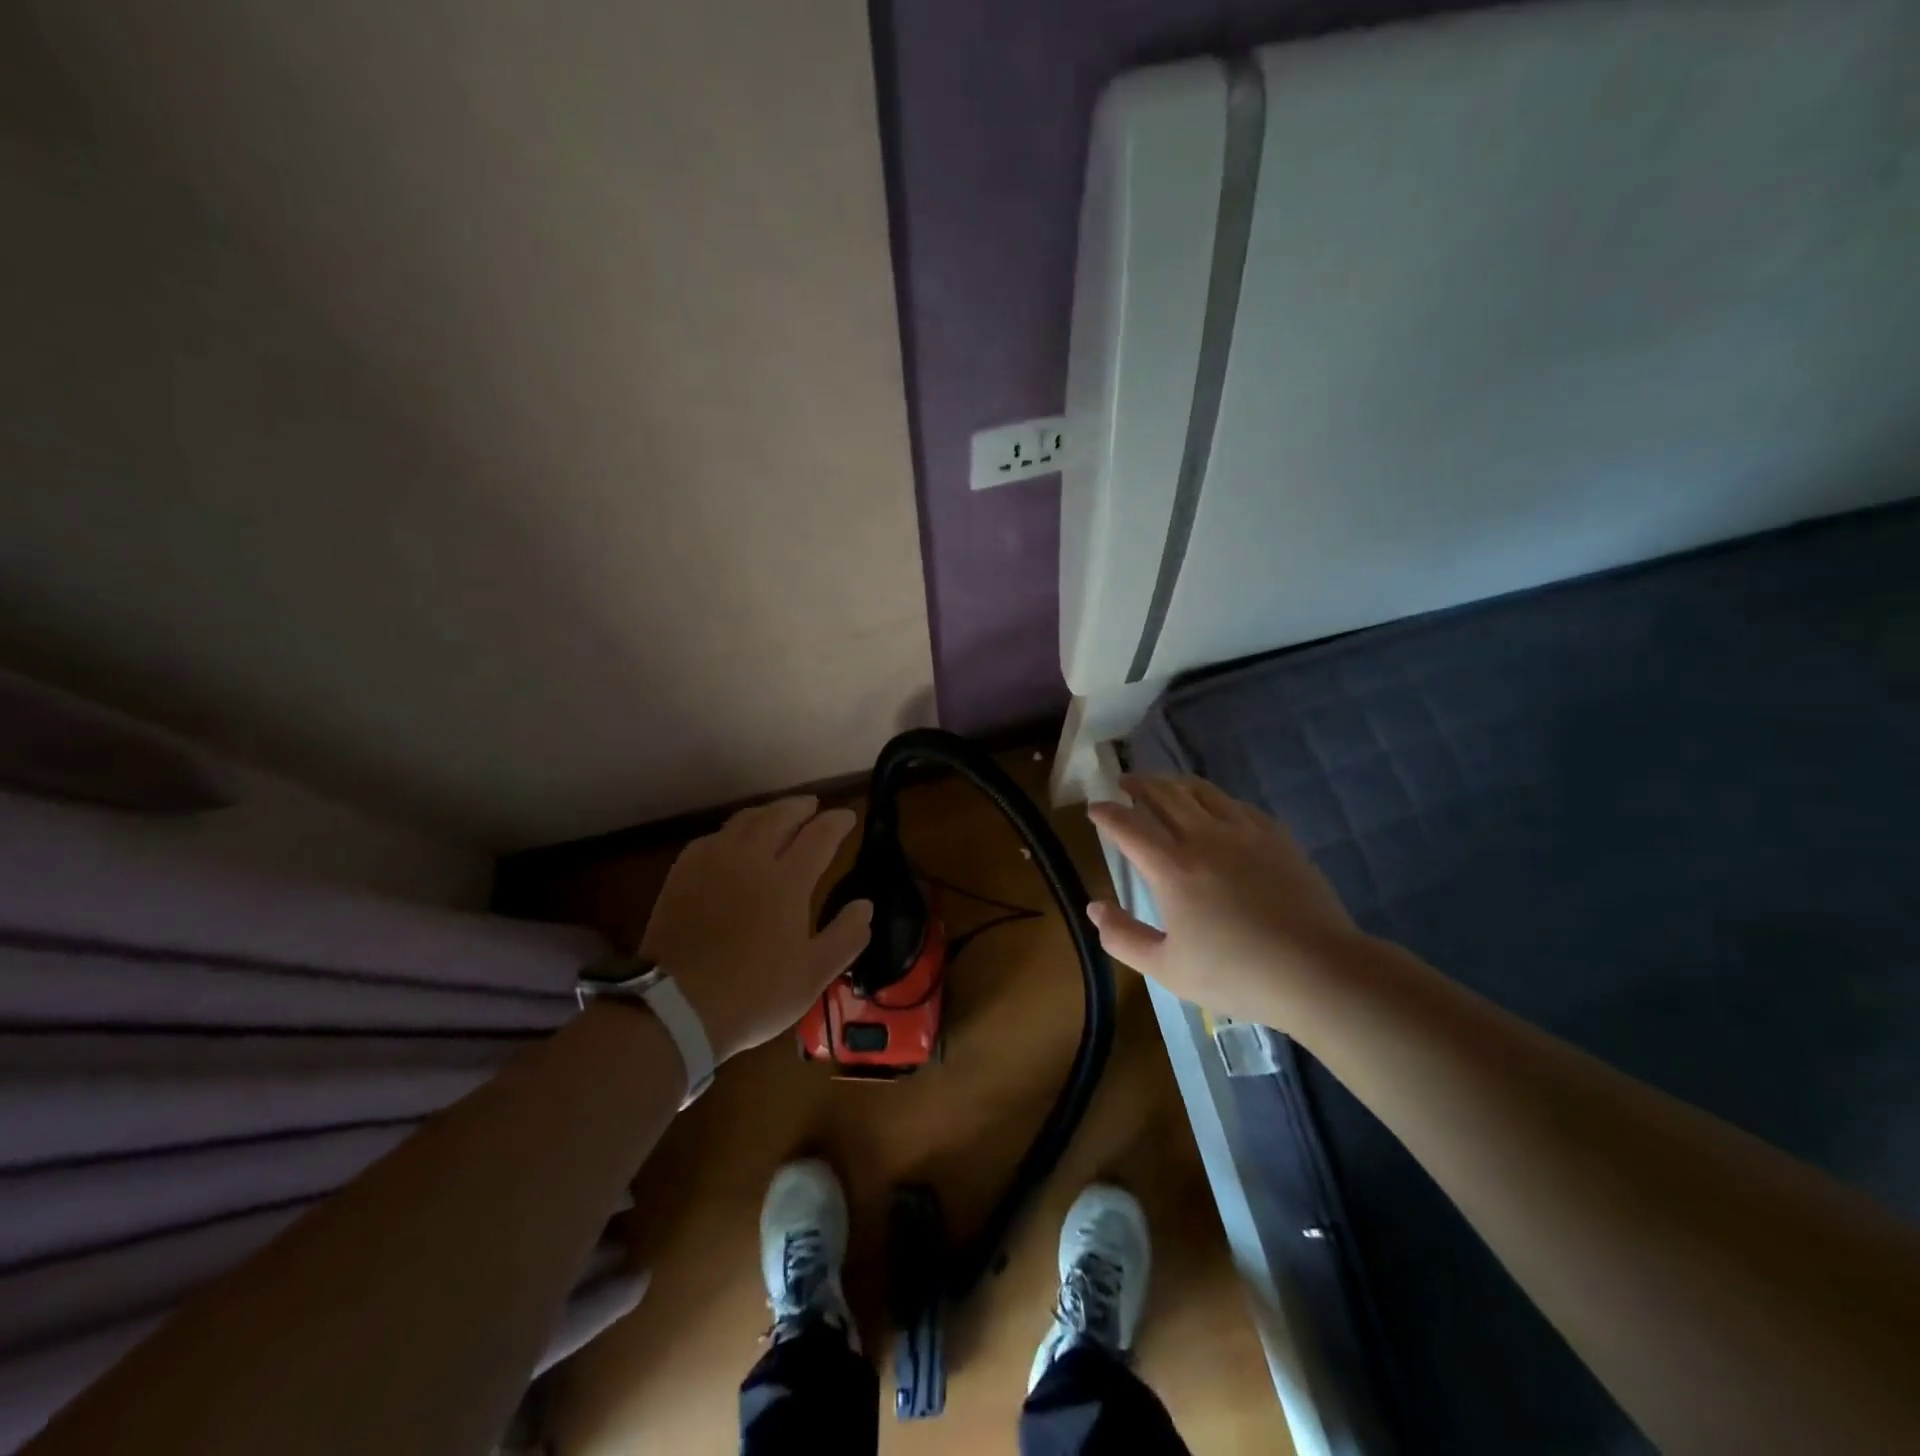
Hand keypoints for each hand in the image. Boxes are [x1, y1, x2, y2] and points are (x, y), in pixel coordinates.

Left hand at [640, 796, 870, 1061]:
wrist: (675, 1007)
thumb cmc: (753, 994)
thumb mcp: (813, 975)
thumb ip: (846, 936)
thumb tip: (865, 905)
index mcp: (787, 880)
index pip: (819, 835)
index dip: (837, 822)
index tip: (848, 817)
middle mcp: (751, 859)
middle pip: (780, 816)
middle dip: (801, 806)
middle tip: (814, 806)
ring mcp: (713, 862)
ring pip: (744, 820)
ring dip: (768, 812)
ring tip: (778, 815)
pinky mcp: (682, 873)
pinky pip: (714, 837)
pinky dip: (733, 831)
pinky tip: (733, 842)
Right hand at [1086, 774, 1366, 1029]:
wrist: (1317, 970)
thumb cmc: (1237, 974)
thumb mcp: (1167, 968)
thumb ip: (1123, 937)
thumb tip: (1094, 907)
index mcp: (1172, 867)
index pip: (1128, 826)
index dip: (1107, 813)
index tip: (1094, 807)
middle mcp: (1204, 837)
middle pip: (1164, 795)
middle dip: (1138, 784)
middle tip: (1124, 782)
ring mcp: (1244, 832)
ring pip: (1201, 791)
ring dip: (1174, 783)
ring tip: (1163, 784)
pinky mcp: (1276, 837)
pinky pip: (1236, 804)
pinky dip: (1214, 798)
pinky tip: (1215, 807)